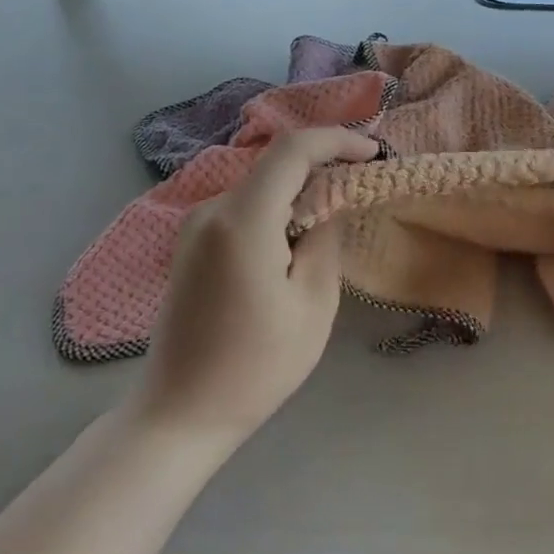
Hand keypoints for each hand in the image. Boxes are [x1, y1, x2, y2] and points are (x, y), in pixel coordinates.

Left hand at [139, 127, 379, 445]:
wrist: (180, 413)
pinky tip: (293, 243)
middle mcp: (210, 211)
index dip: (336, 140)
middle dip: (321, 168)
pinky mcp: (190, 246)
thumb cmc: (256, 366)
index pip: (292, 150)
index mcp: (242, 221)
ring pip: (259, 187)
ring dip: (298, 192)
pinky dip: (275, 211)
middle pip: (274, 165)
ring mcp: (194, 228)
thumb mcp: (313, 304)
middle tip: (360, 189)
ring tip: (332, 222)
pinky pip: (241, 209)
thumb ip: (325, 239)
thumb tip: (329, 203)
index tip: (372, 154)